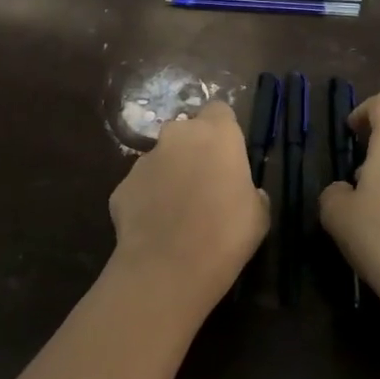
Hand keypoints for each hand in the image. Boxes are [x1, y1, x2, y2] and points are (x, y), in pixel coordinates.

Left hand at [108, 100, 268, 318]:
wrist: (169, 267)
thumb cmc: (227, 234)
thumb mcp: (258, 214)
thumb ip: (250, 191)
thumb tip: (244, 192)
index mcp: (216, 134)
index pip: (219, 111)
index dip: (224, 131)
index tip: (228, 155)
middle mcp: (177, 136)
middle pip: (186, 131)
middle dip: (193, 150)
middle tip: (204, 183)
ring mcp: (144, 159)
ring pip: (161, 159)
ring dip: (169, 175)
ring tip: (177, 211)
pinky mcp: (122, 185)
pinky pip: (140, 186)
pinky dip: (148, 200)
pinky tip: (156, 228)